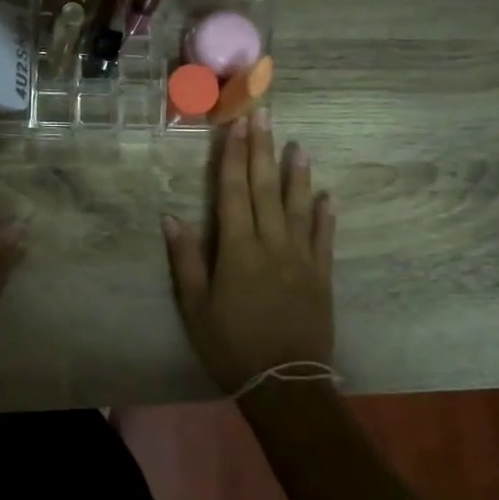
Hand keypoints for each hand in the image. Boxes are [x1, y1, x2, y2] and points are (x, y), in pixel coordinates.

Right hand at [162, 109, 336, 395]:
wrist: (285, 384)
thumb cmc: (231, 346)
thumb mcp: (195, 307)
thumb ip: (185, 260)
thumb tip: (171, 216)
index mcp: (237, 249)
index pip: (234, 191)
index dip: (233, 156)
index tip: (236, 125)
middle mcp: (271, 244)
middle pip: (266, 188)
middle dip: (263, 149)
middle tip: (265, 114)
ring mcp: (301, 258)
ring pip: (298, 206)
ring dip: (297, 174)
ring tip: (298, 144)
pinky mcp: (322, 276)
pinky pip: (324, 238)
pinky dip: (325, 216)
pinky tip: (327, 196)